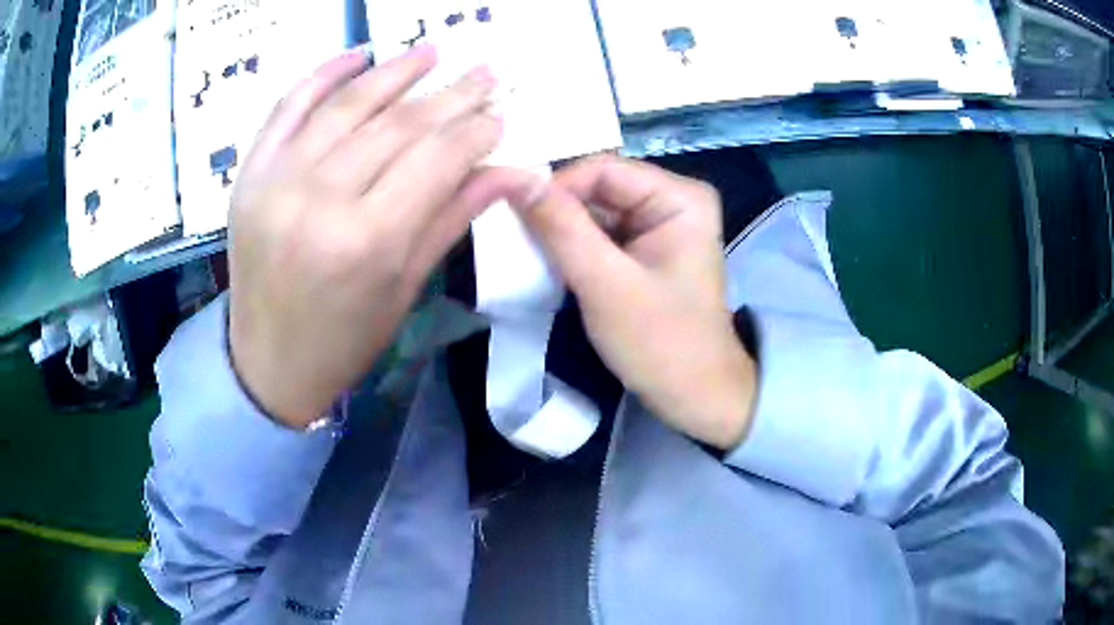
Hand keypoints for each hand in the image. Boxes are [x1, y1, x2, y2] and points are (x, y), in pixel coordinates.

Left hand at [229, 46, 515, 428]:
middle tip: (485, 74)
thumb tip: (518, 170)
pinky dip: (323, 75)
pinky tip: (358, 54)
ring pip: (348, 105)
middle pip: (398, 125)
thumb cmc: (345, 338)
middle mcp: (320, 199)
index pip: (436, 158)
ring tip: (431, 51)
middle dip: (450, 95)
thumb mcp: (407, 286)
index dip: (475, 130)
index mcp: (367, 240)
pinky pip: (289, 107)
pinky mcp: (251, 172)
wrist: (267, 360)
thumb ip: (455, 215)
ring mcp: (278, 179)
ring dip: (395, 71)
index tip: (500, 114)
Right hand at [504, 156, 756, 449]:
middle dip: (556, 212)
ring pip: (595, 212)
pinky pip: (601, 235)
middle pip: (598, 188)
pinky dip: (573, 248)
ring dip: (560, 231)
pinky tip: (549, 264)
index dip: (555, 187)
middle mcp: (673, 200)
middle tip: (511, 237)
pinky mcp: (647, 250)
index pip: (602, 169)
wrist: (696, 396)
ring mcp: (660, 225)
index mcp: (679, 198)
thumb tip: (513, 178)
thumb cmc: (660, 343)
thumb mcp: (605, 284)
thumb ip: (560, 227)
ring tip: (525, 253)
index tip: (514, 217)